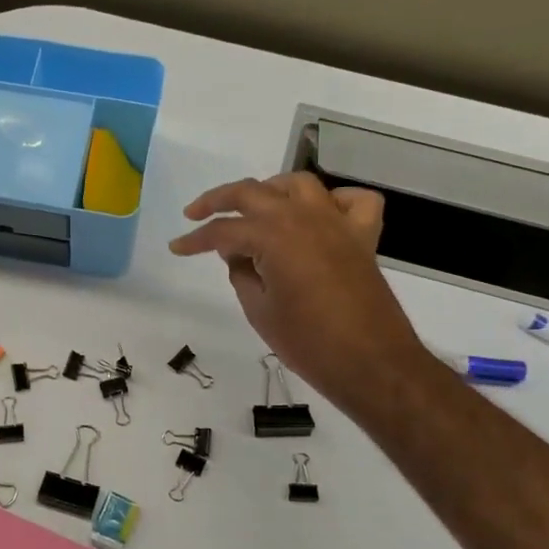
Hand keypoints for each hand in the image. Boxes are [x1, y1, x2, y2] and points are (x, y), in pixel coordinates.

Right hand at [169, 173, 425, 412]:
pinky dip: (333, 201)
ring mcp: (337, 222)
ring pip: (298, 185)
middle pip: (253, 192)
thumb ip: (242, 274)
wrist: (370, 363)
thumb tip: (239, 254)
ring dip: (270, 190)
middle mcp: (304, 216)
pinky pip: (351, 201)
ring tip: (253, 208)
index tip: (177, 247)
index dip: (196, 240)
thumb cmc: (307, 342)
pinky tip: (318, 215)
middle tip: (196, 214)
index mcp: (273, 235)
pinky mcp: (362, 236)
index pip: (223, 231)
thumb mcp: (259, 310)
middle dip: (219, 200)